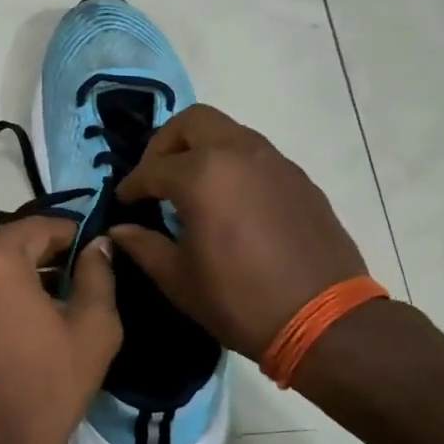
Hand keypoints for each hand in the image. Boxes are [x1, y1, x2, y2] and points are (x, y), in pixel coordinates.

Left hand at [0, 216, 121, 443]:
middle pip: (7, 244)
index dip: (74, 238)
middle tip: (73, 284)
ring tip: (45, 308)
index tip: (94, 256)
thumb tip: (99, 246)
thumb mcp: (93, 330)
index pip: (41, 227)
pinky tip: (10, 326)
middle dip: (42, 257)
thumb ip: (98, 276)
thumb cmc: (44, 389)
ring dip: (13, 277)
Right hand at [111, 104, 367, 360]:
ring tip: (192, 188)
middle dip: (166, 144)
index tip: (124, 201)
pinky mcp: (299, 179)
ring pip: (228, 132)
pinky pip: (256, 155)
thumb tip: (119, 231)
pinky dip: (233, 165)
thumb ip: (143, 246)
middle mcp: (239, 153)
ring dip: (202, 149)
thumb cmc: (239, 300)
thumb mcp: (178, 279)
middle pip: (192, 122)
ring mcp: (275, 162)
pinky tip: (230, 203)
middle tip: (156, 177)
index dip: (132, 185)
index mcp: (202, 175)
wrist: (324, 321)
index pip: (153, 168)